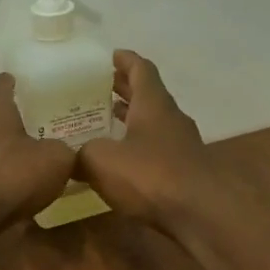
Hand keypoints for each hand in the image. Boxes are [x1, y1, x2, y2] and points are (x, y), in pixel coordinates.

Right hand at [76, 50, 213, 227]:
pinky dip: (138, 146)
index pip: (141, 70)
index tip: (110, 55)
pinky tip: (122, 160)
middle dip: (125, 89)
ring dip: (132, 119)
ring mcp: (182, 146)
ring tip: (106, 121)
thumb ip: (81, 153)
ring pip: (153, 123)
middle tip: (99, 88)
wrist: (200, 214)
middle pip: (148, 95)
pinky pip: (156, 149)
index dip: (125, 60)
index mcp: (153, 104)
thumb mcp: (101, 161)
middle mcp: (171, 119)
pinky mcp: (184, 172)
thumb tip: (69, 157)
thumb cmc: (150, 176)